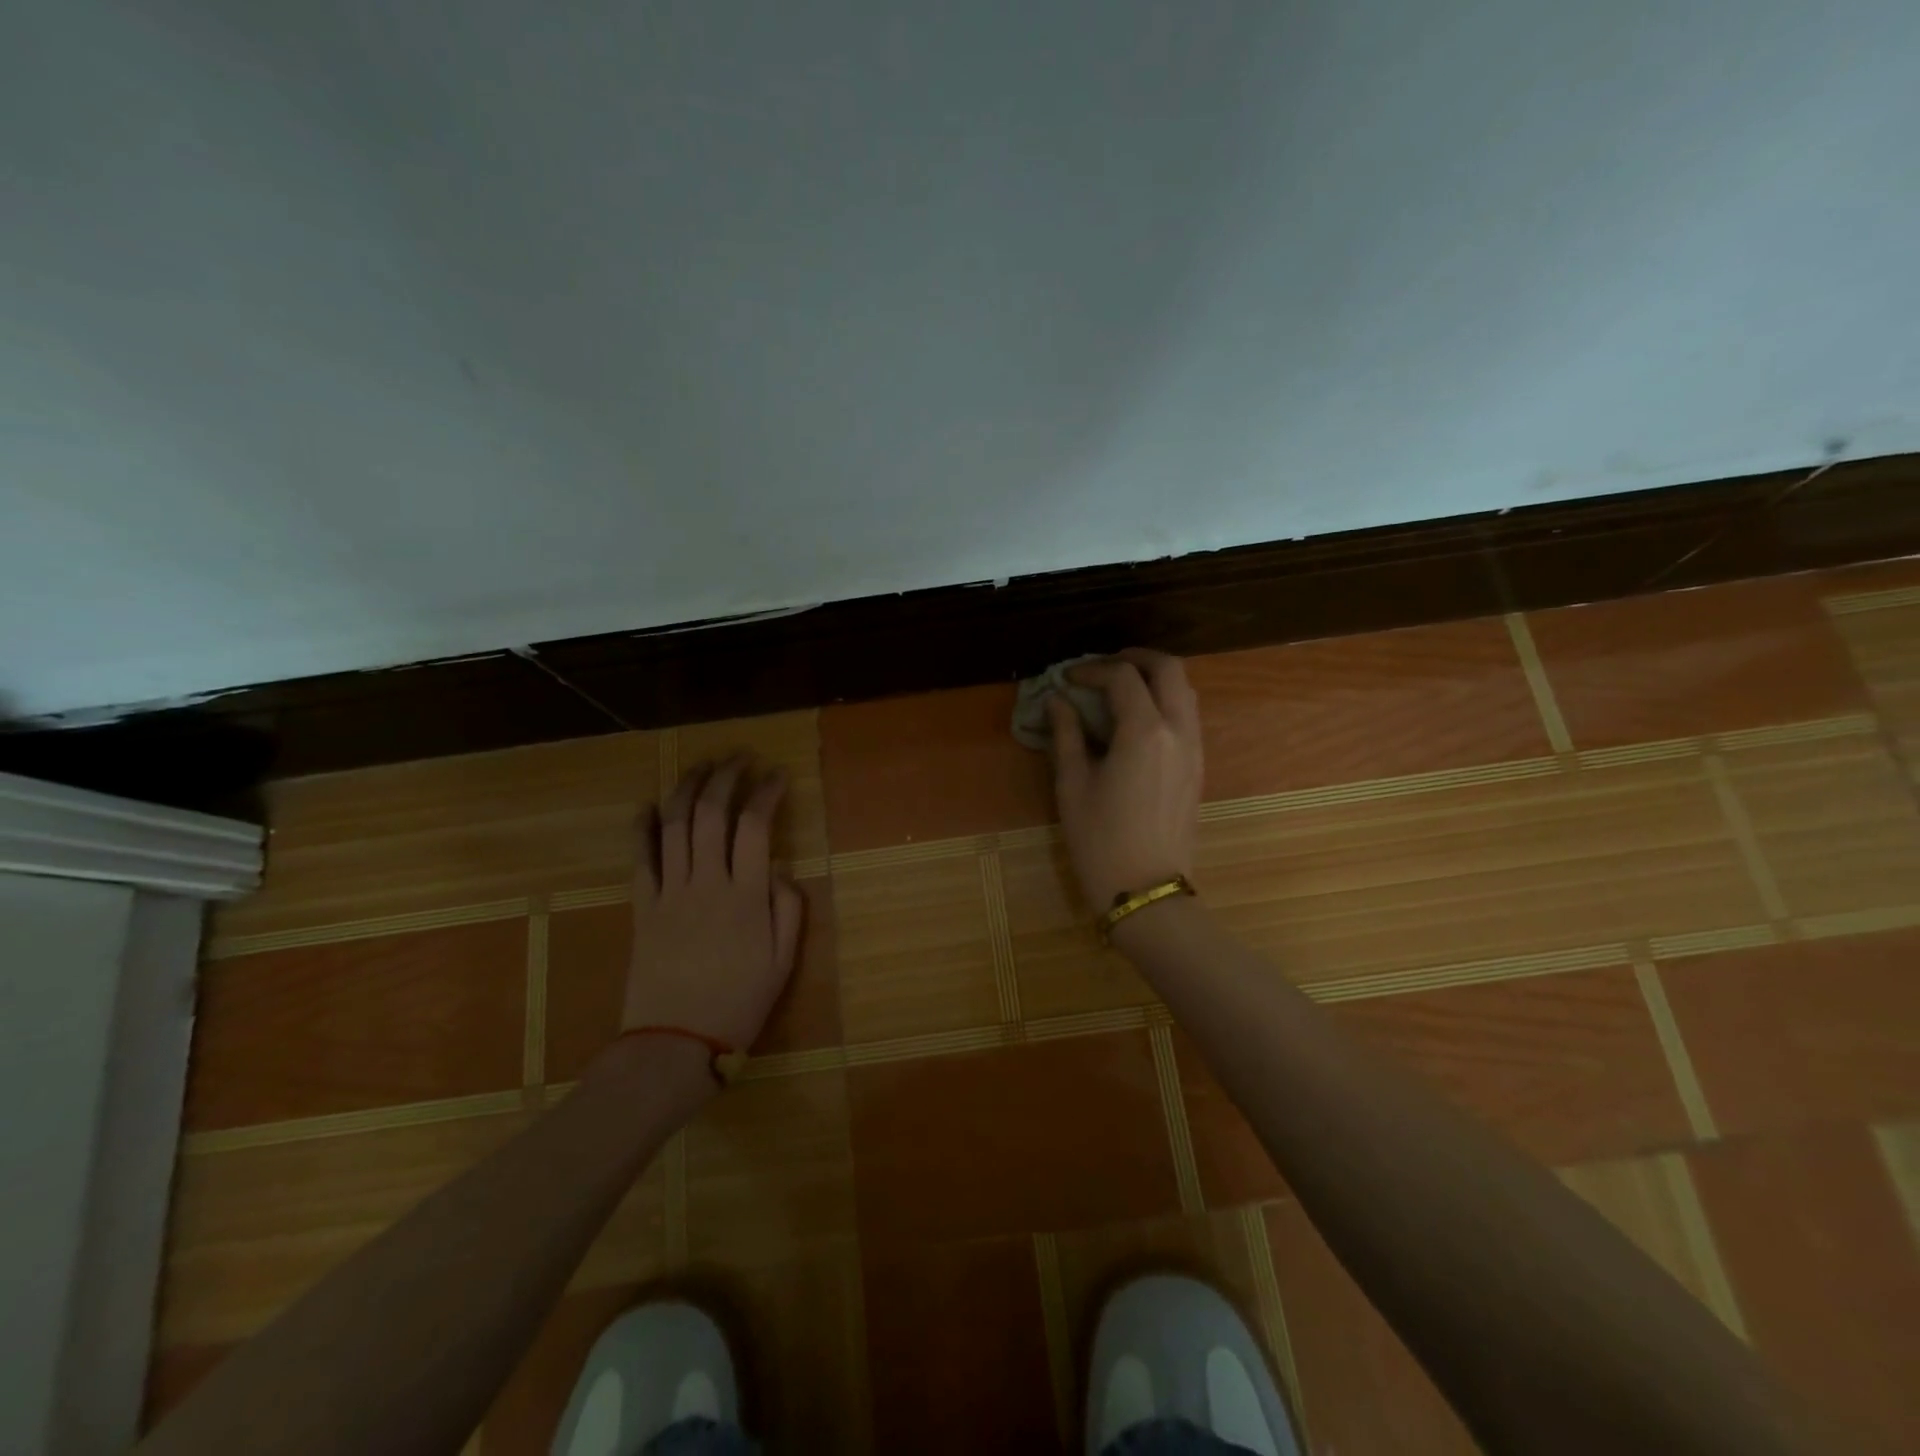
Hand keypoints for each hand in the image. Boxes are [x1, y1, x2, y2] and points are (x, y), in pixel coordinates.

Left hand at [622, 758, 804, 1052]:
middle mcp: (706, 882)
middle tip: (739, 757)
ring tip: (701, 766)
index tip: (777, 775)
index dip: (766, 792)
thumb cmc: (738, 1004)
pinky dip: (641, 827)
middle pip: (710, 813)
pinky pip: (640, 858)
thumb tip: (780, 868)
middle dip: (725, 777)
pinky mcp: (643, 907)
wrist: (674, 1044)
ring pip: (674, 825)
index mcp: (746, 895)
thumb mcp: (783, 962)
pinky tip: (648, 805)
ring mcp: (670, 892)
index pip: (755, 826)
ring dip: (687, 788)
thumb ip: (787, 909)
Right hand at [1047, 648, 1203, 913]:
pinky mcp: (1198, 767)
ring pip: (1185, 691)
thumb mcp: (1073, 785)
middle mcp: (1178, 731)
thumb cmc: (1100, 840)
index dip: (1091, 669)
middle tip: (1103, 666)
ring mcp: (1195, 749)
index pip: (1122, 677)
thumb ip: (1066, 735)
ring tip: (1120, 688)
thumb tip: (1057, 701)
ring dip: (1155, 678)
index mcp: (1145, 732)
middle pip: (1169, 669)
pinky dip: (1166, 701)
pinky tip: (1137, 719)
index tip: (1066, 678)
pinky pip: (1188, 716)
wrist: (1146, 889)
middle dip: (1136, 658)